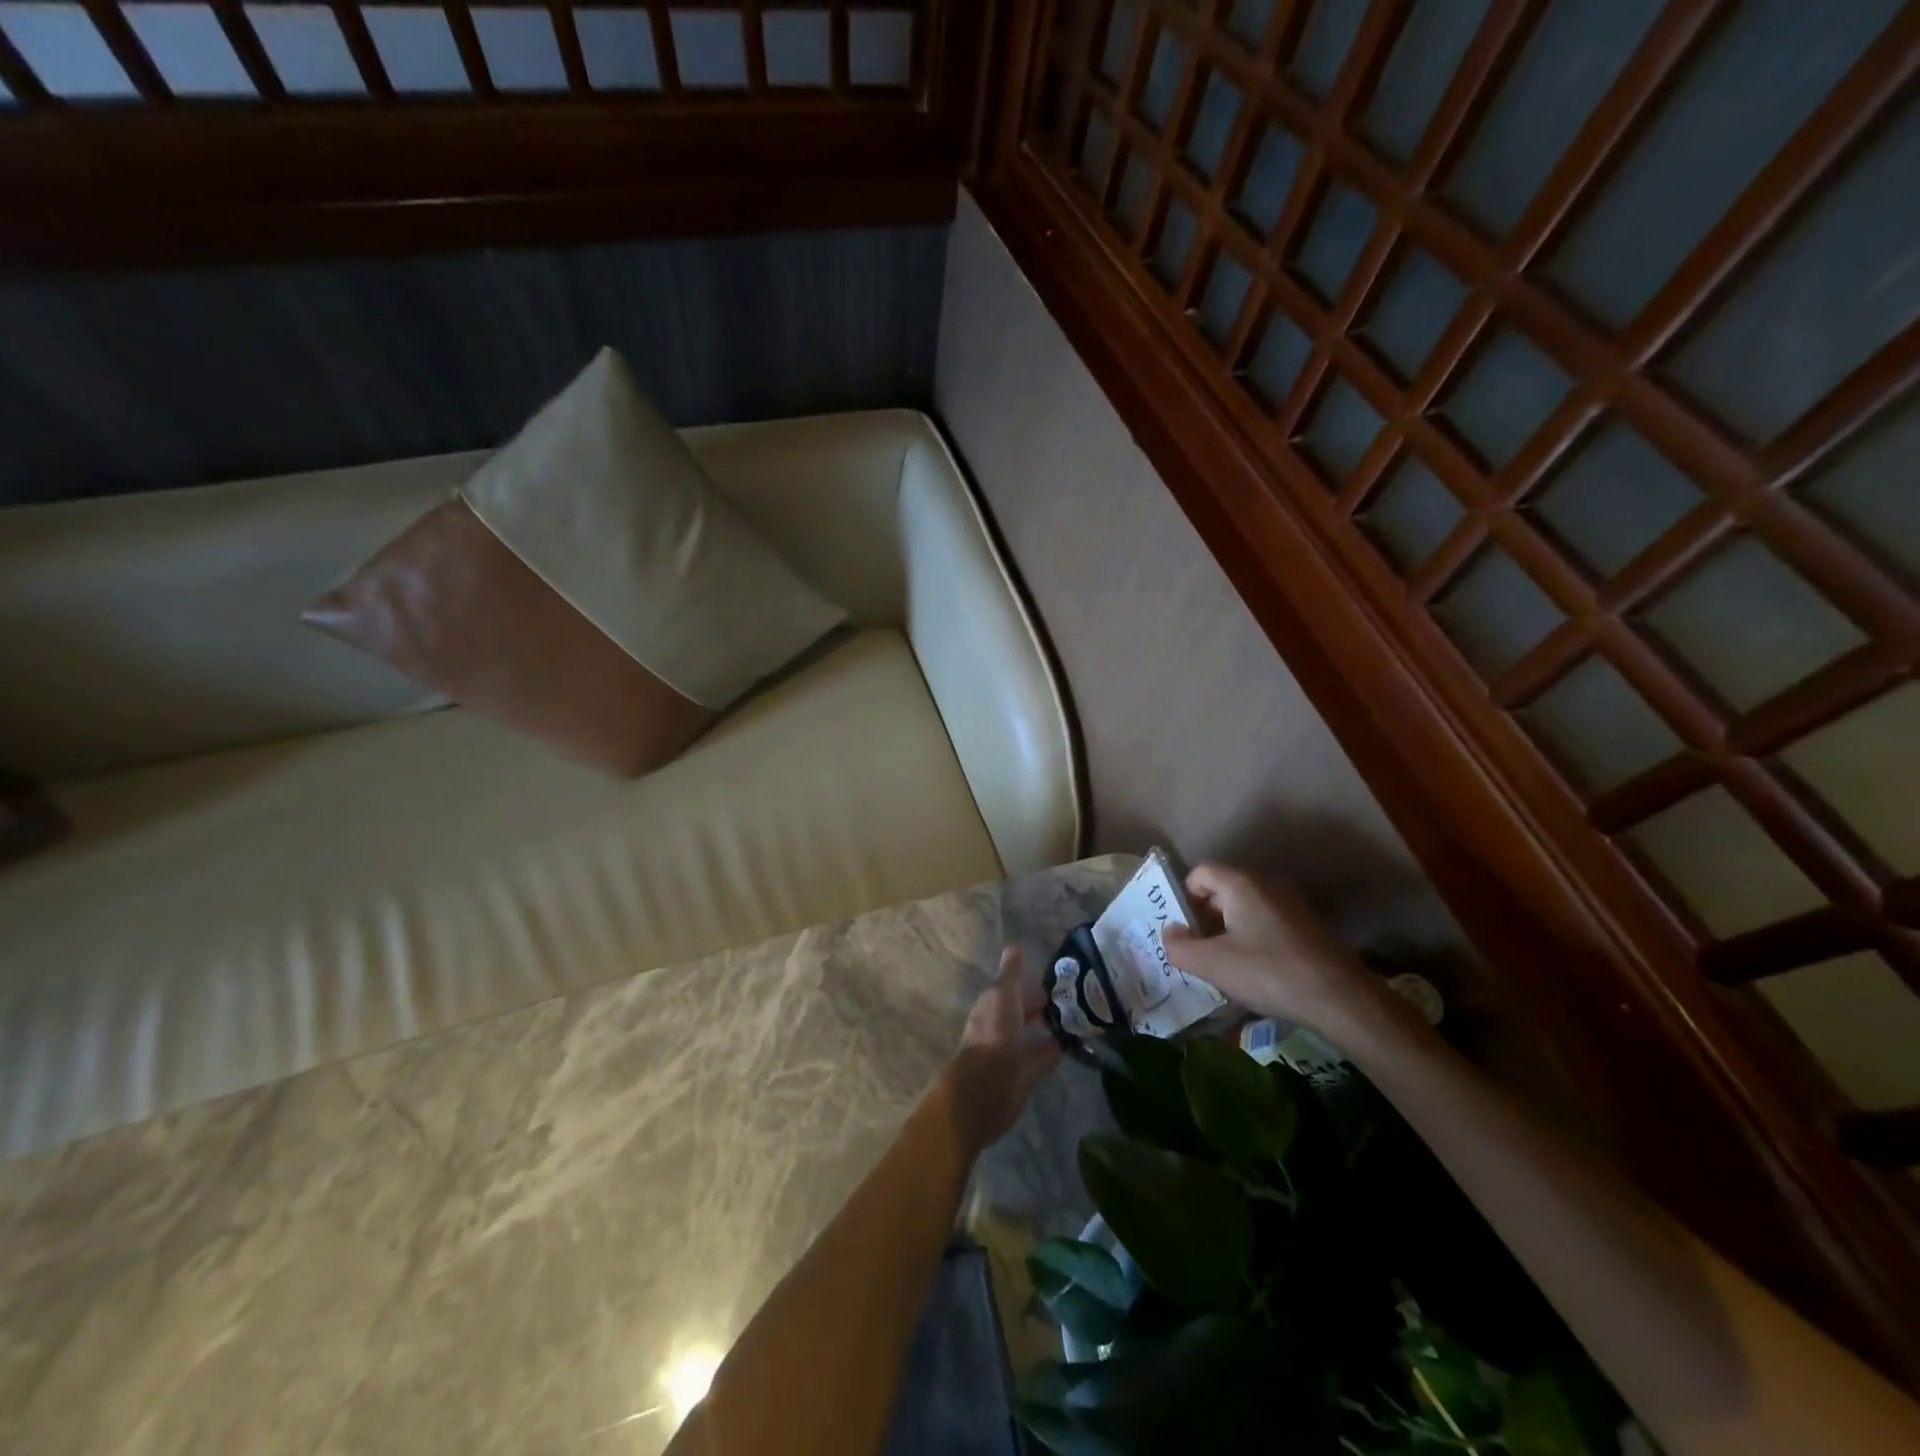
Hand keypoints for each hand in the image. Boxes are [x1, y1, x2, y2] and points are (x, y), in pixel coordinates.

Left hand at [938, 946, 1062, 1154]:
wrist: (985, 1090)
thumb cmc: (993, 1035)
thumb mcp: (1002, 996)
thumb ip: (1011, 974)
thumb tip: (1014, 946)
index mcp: (993, 1007)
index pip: (1013, 990)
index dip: (1032, 984)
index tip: (1059, 980)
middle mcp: (1000, 1028)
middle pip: (1023, 1012)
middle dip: (1042, 1006)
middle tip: (1074, 999)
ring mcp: (1011, 1054)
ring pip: (1032, 1036)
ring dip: (1049, 1028)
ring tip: (1076, 1020)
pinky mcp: (1023, 1077)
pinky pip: (1041, 1059)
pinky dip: (1053, 1051)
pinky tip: (1070, 1045)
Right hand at [1159, 864, 1379, 1034]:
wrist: (1340, 998)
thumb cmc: (1268, 972)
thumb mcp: (1212, 964)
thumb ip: (1179, 946)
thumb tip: (1170, 932)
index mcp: (1240, 882)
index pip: (1200, 873)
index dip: (1183, 898)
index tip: (1182, 931)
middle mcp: (1265, 882)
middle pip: (1221, 889)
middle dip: (1203, 916)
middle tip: (1196, 949)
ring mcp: (1289, 902)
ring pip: (1244, 907)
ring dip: (1227, 929)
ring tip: (1223, 963)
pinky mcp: (1305, 924)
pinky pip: (1265, 920)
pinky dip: (1251, 937)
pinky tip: (1253, 970)